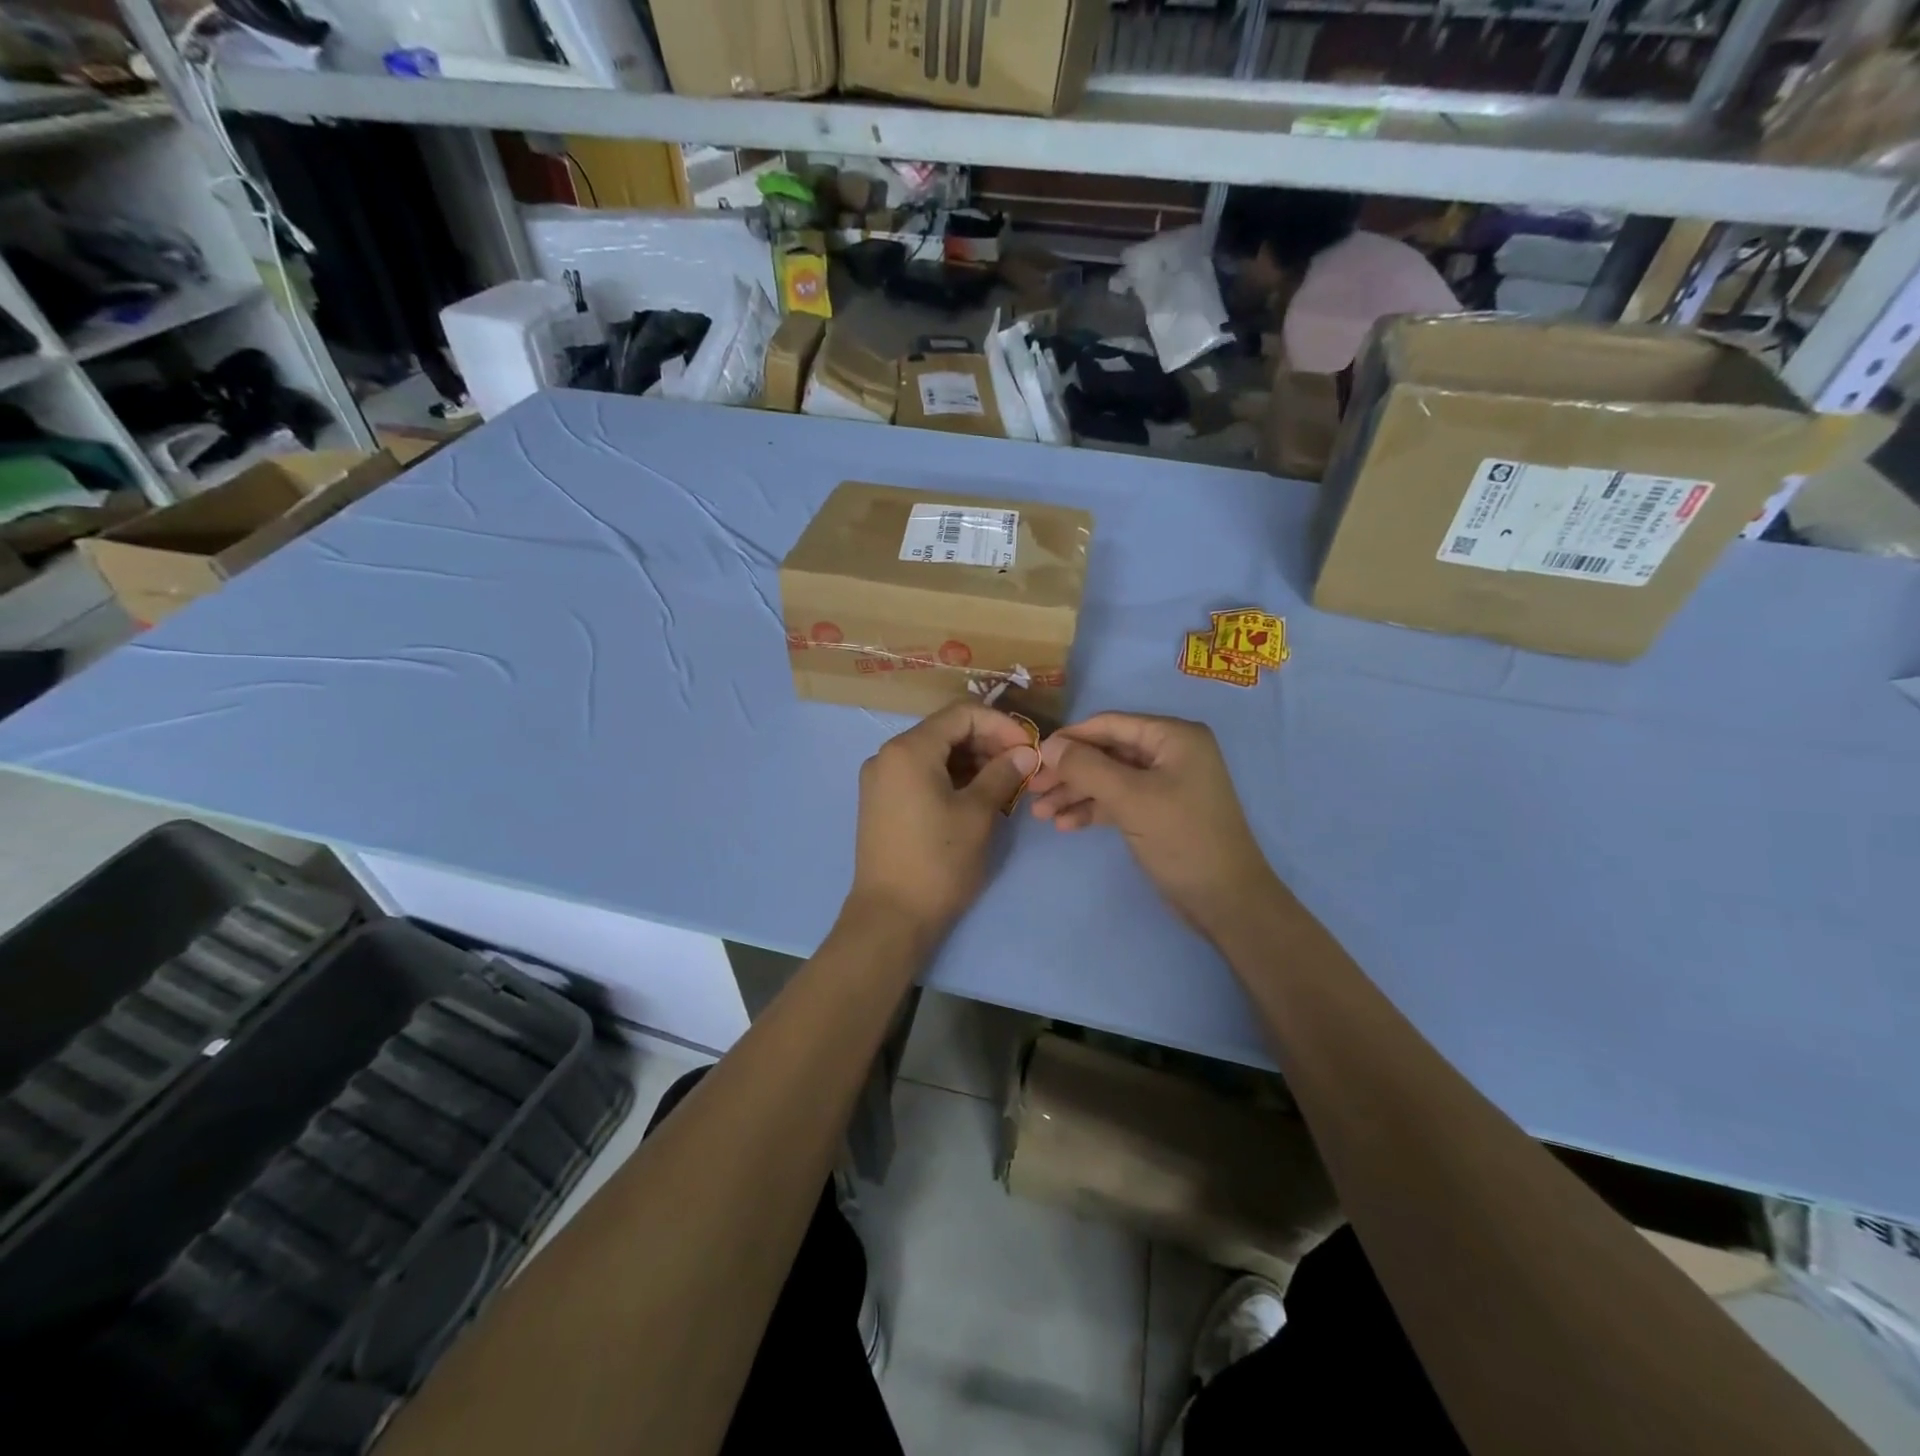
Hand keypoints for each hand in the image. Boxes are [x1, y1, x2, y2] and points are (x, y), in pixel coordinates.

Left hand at [849, 702, 1038, 936]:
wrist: (890, 917)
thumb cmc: (938, 861)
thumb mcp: (977, 814)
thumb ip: (1002, 774)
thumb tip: (1025, 754)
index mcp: (908, 750)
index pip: (961, 714)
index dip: (1000, 725)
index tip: (1028, 747)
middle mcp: (887, 756)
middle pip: (945, 731)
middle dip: (987, 742)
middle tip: (1021, 766)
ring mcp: (880, 780)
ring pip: (933, 754)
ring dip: (971, 761)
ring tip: (1005, 782)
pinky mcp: (880, 802)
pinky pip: (920, 774)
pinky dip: (950, 777)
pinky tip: (977, 795)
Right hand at [1025, 713, 1277, 939]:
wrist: (1226, 901)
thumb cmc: (1182, 839)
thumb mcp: (1130, 799)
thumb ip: (1086, 768)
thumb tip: (1046, 745)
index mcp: (1173, 736)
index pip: (1110, 724)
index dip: (1069, 738)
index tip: (1033, 757)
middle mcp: (1170, 753)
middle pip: (1106, 752)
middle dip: (1069, 772)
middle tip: (1032, 790)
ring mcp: (1165, 783)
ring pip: (1108, 779)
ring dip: (1075, 794)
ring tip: (1040, 814)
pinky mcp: (1159, 812)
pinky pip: (1118, 801)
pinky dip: (1093, 810)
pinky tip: (1065, 825)